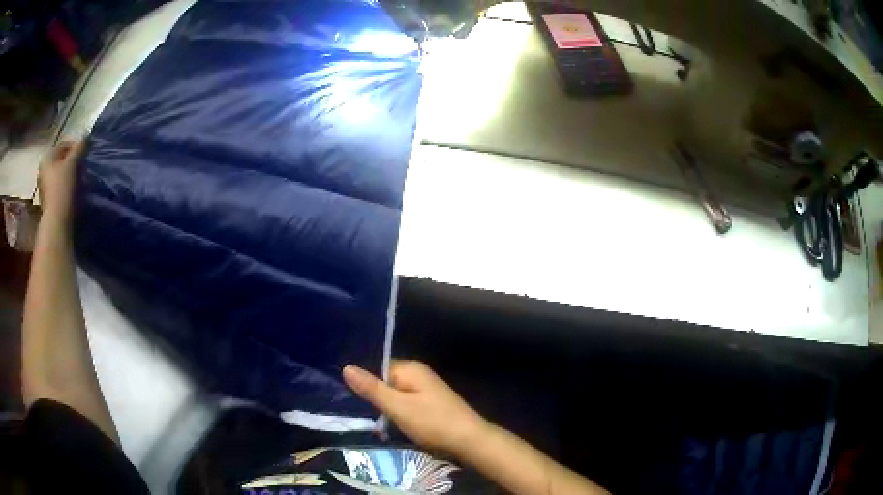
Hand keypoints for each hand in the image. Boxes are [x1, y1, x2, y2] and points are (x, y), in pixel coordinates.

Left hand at [39, 140, 85, 221]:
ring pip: (58, 175)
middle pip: (59, 161)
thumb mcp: (72, 162)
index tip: (85, 152)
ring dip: (68, 175)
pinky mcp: (47, 202)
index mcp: (46, 158)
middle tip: (82, 165)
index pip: (62, 145)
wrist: (56, 221)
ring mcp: (43, 188)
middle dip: (70, 161)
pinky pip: (57, 188)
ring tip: (79, 179)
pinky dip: (65, 187)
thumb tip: (86, 135)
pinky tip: (72, 192)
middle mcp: (42, 171)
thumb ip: (80, 147)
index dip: (74, 146)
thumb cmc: (62, 187)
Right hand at [343, 360, 488, 455]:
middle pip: (386, 382)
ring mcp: (426, 390)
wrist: (469, 440)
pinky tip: (392, 427)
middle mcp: (418, 375)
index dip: (365, 383)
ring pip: (395, 396)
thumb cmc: (432, 422)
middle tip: (361, 415)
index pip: (377, 368)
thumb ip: (372, 388)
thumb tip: (346, 367)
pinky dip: (398, 415)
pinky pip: (406, 405)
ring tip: (375, 424)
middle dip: (375, 399)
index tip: (350, 399)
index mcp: (410, 369)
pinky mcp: (430, 404)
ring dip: (386, 410)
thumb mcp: (397, 407)